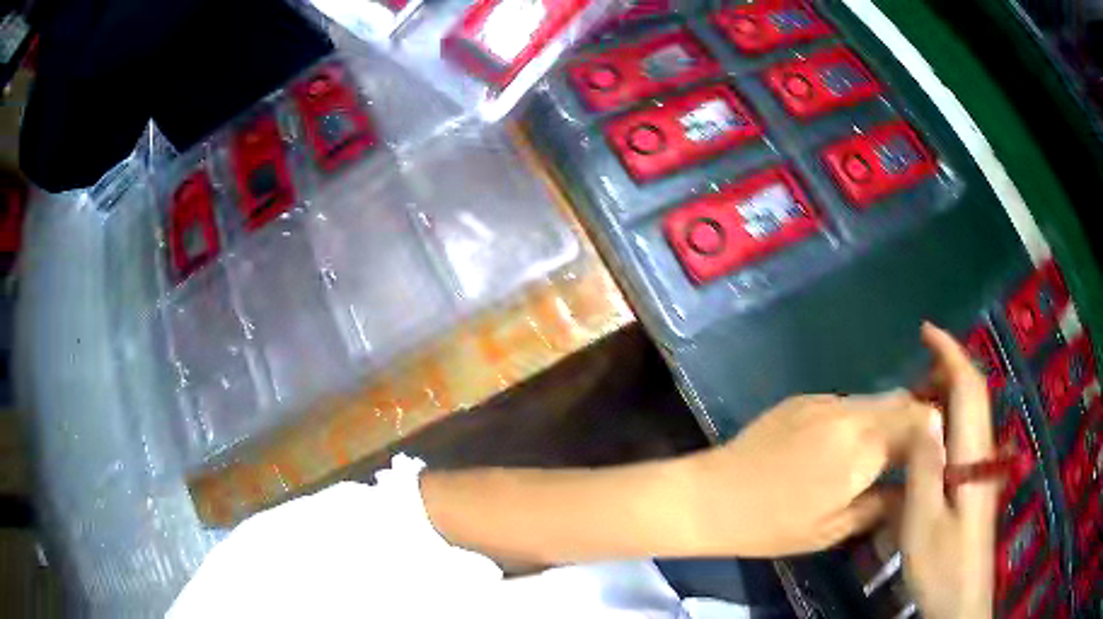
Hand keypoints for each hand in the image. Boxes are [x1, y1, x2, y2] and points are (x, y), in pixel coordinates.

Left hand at [682, 389, 938, 556]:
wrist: (711, 496)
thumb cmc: (772, 524)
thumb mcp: (832, 529)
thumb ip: (880, 505)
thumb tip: (910, 492)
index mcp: (862, 447)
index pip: (919, 423)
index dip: (933, 435)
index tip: (936, 455)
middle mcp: (850, 413)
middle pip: (901, 403)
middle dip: (915, 423)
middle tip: (915, 454)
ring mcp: (824, 401)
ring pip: (875, 400)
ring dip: (888, 421)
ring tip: (883, 452)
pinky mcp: (804, 398)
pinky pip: (847, 403)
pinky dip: (860, 420)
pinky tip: (845, 447)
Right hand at [902, 323, 995, 618]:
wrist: (961, 602)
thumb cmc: (941, 566)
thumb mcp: (922, 522)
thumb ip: (924, 468)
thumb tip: (923, 415)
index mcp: (972, 455)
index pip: (968, 387)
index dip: (950, 353)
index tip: (926, 330)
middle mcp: (982, 452)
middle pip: (973, 395)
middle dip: (947, 369)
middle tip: (910, 374)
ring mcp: (981, 469)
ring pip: (970, 415)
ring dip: (945, 395)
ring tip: (913, 402)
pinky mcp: (976, 485)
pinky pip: (964, 437)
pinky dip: (946, 422)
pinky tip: (926, 442)